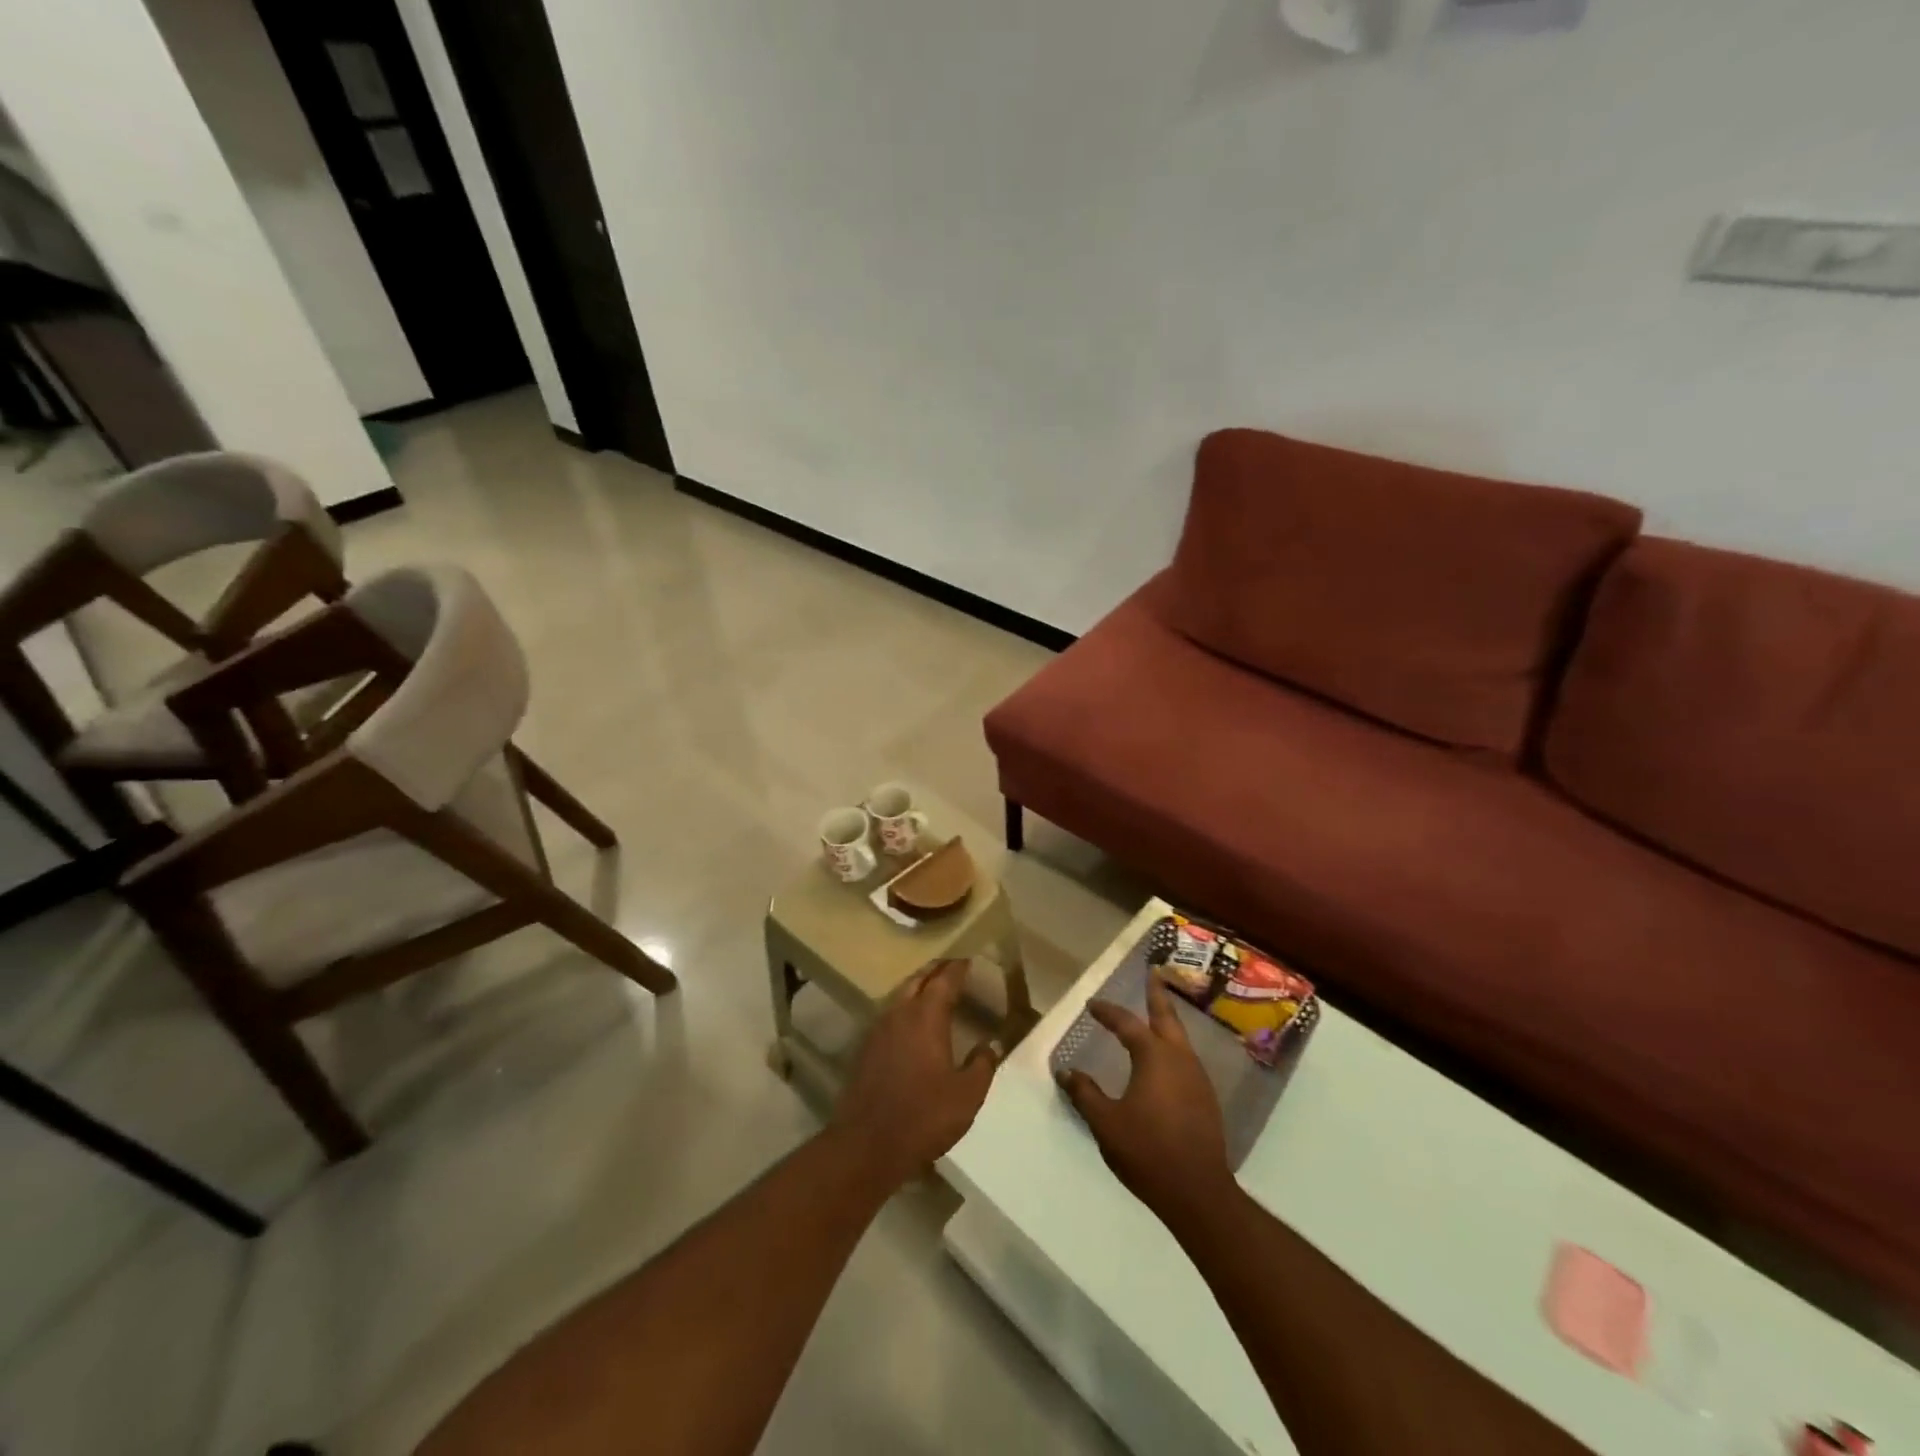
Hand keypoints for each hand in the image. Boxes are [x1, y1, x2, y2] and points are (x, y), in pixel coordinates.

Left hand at [833, 960, 998, 1187]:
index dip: (957, 968)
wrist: (868, 1144)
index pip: (944, 981)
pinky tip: (911, 1022)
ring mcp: (878, 1029)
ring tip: (933, 988)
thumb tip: (990, 1045)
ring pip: (900, 994)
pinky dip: (904, 1007)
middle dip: (935, 970)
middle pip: (918, 980)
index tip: (968, 960)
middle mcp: (900, 1014)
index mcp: (926, 1017)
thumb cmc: (924, 1116)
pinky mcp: (866, 1048)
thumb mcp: (967, 1095)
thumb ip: (982, 1065)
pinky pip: (889, 1014)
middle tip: (951, 967)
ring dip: (918, 986)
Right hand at [1056, 979, 1237, 1231]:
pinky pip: (1187, 1059)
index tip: (1093, 1005)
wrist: (1198, 1193)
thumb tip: (1066, 1071)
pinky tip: (1166, 1060)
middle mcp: (1179, 1059)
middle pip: (1167, 1018)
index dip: (1108, 1012)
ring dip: (1167, 1022)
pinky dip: (1173, 1047)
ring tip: (1155, 1015)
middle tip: (1152, 976)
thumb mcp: (1106, 1123)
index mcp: (1154, 1057)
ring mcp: (1198, 1078)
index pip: (1127, 1024)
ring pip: (1181, 1038)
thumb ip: (1085, 1094)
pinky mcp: (1206, 1099)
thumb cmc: (1148, 1152)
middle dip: (1157, 996)